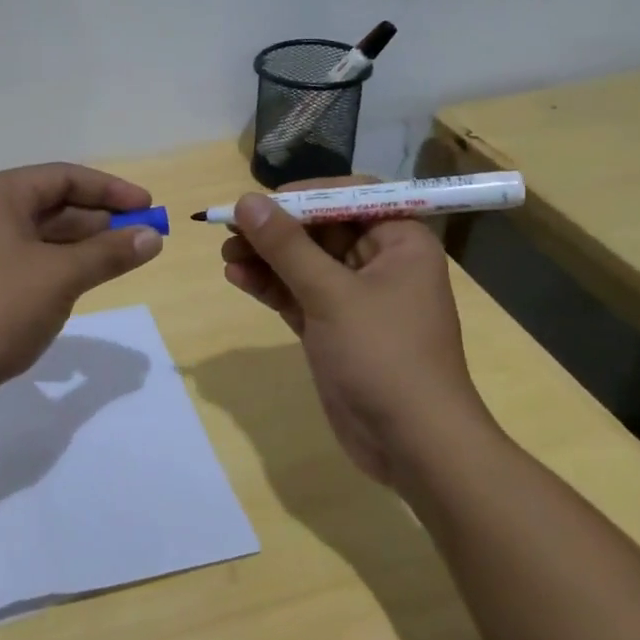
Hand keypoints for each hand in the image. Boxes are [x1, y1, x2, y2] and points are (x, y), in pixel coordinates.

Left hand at [0, 163, 162, 424]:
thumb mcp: (60, 277)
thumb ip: (109, 253)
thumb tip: (152, 236)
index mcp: (0, 195)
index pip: (65, 177)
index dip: (111, 190)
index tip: (149, 208)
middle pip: (54, 205)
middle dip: (100, 220)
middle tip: (142, 237)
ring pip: (43, 238)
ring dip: (83, 246)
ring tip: (122, 260)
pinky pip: (30, 264)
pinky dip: (61, 269)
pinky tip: (84, 284)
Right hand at [220, 179, 491, 483]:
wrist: (413, 445)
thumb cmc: (384, 356)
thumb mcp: (332, 294)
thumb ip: (287, 246)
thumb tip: (248, 201)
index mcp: (400, 241)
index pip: (349, 197)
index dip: (303, 195)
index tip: (261, 203)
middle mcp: (380, 263)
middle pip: (320, 229)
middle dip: (276, 230)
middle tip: (230, 230)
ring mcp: (355, 298)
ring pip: (304, 263)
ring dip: (266, 257)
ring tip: (226, 255)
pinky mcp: (334, 328)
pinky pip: (297, 294)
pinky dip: (270, 286)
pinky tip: (237, 277)